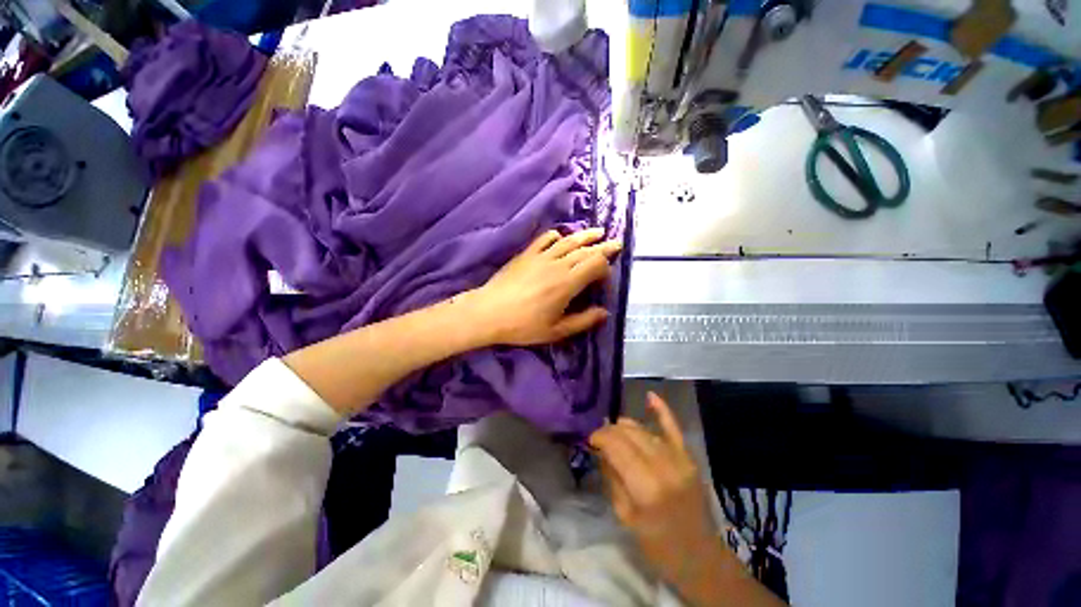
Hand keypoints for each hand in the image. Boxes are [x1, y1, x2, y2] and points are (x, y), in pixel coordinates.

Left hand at [470, 228, 620, 346]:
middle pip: (585, 250)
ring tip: (598, 232)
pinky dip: (556, 236)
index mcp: (567, 283)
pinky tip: (561, 236)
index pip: (594, 264)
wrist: (489, 312)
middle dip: (603, 247)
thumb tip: (605, 313)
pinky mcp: (526, 254)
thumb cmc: (523, 326)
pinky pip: (544, 239)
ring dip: (585, 236)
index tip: (606, 276)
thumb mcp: (556, 331)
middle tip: (616, 243)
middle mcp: (557, 265)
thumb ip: (583, 321)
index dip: (605, 266)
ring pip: (568, 241)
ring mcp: (541, 256)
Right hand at [590, 393, 722, 591]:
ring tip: (614, 431)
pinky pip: (673, 428)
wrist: (700, 556)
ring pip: (644, 431)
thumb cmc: (657, 545)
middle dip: (610, 431)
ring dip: (625, 427)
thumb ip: (612, 479)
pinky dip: (662, 410)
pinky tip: (650, 396)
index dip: (600, 437)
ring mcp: (679, 459)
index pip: (617, 447)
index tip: (590, 440)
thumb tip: (600, 451)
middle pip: (629, 435)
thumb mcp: (625, 517)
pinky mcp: (688, 457)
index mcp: (645, 487)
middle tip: (600, 438)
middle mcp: (663, 466)